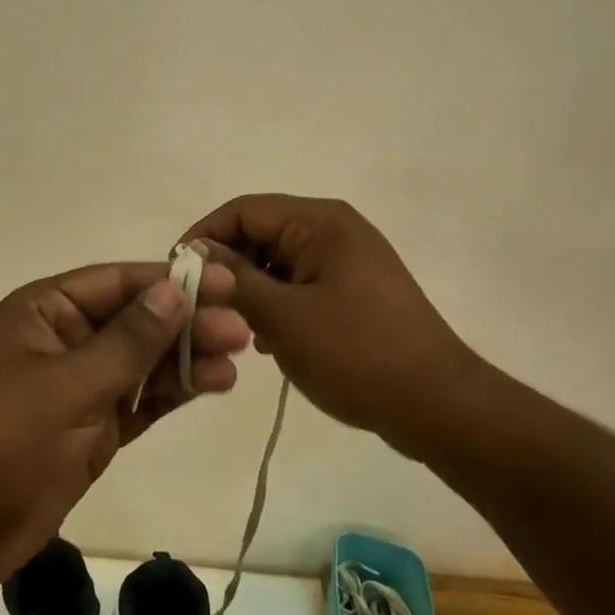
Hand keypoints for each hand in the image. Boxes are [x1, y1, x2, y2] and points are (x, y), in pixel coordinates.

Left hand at [0, 260, 249, 594]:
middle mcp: (65, 340)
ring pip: (144, 362)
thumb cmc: (1, 442)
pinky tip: (213, 384)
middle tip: (242, 330)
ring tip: (238, 359)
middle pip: (137, 321)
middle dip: (187, 323)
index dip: (171, 282)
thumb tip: (174, 291)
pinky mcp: (93, 428)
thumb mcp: (67, 386)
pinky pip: (141, 400)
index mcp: (45, 311)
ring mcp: (80, 385)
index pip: (118, 283)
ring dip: (188, 358)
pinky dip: (174, 392)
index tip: (223, 284)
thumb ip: (127, 342)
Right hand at [182, 195, 473, 457]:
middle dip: (228, 268)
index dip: (205, 236)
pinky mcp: (352, 293)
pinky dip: (277, 306)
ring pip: (277, 263)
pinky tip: (269, 343)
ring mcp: (346, 262)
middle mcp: (334, 231)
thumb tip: (196, 253)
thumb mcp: (284, 316)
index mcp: (320, 222)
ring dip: (250, 291)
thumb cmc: (357, 353)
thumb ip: (234, 279)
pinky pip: (299, 286)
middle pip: (260, 234)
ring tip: (236, 330)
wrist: (437, 405)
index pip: (244, 210)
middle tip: (203, 309)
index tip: (176, 275)